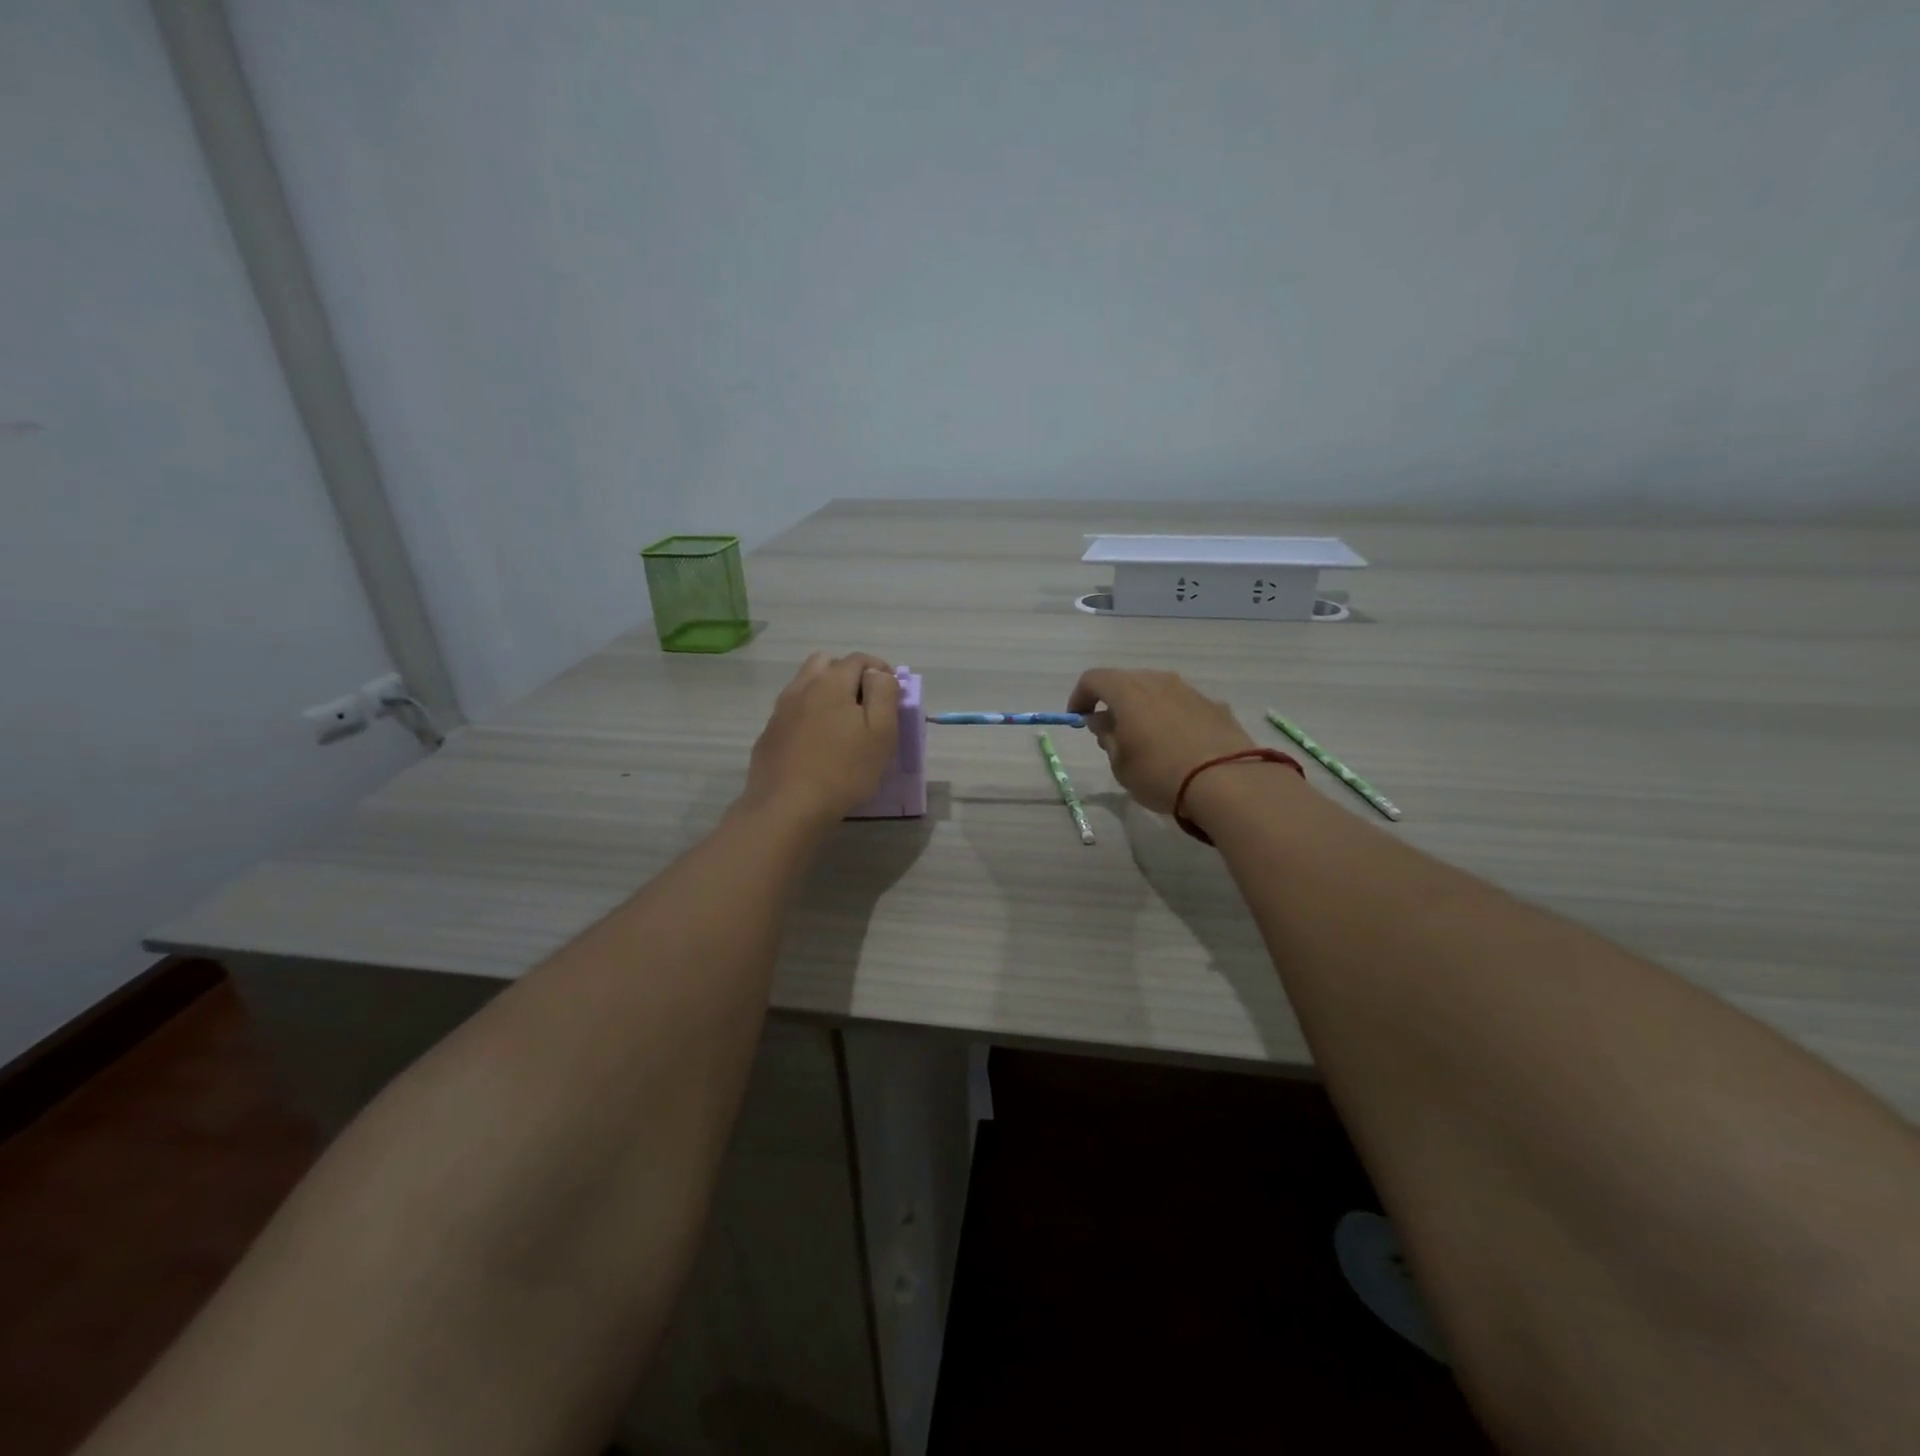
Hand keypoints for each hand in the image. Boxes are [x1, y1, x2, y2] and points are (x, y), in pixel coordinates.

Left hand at [741, 652, 900, 828]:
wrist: (787, 808)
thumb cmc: (844, 770)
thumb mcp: (881, 732)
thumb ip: (883, 694)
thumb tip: (878, 674)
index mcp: (831, 682)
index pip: (859, 659)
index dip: (879, 670)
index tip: (891, 693)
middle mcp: (801, 688)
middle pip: (826, 663)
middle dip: (849, 674)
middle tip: (865, 703)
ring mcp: (781, 711)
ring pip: (806, 685)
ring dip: (826, 692)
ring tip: (841, 723)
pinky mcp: (770, 734)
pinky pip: (792, 711)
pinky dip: (808, 714)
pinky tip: (817, 743)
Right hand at [1066, 668, 1259, 814]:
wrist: (1227, 781)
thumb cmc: (1160, 774)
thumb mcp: (1121, 765)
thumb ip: (1108, 737)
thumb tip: (1103, 721)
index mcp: (1128, 691)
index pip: (1094, 679)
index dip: (1080, 696)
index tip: (1077, 718)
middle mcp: (1158, 681)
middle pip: (1127, 680)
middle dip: (1113, 701)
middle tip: (1110, 730)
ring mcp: (1190, 691)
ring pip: (1157, 690)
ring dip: (1144, 708)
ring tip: (1145, 738)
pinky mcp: (1215, 706)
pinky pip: (1182, 704)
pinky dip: (1171, 717)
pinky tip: (1177, 744)